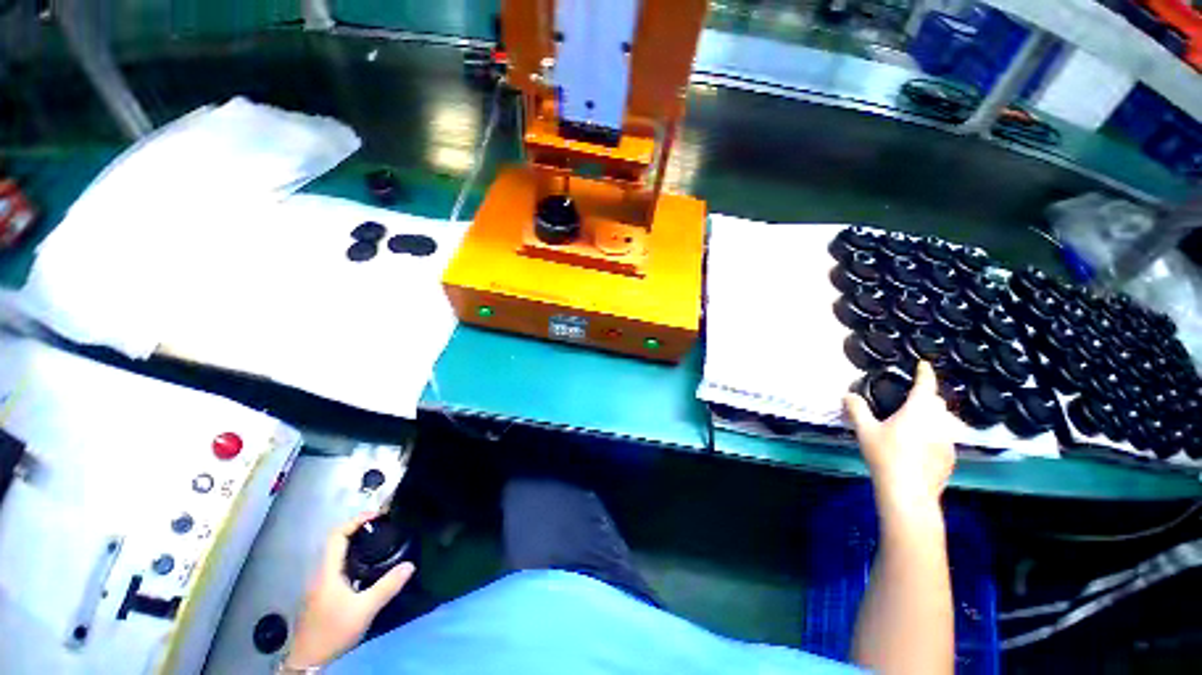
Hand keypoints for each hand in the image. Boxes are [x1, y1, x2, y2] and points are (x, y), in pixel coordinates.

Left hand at [287, 513, 415, 668]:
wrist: (309, 659)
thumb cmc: (333, 630)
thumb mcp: (364, 610)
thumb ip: (387, 586)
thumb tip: (410, 565)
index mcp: (327, 571)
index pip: (337, 535)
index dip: (355, 521)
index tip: (377, 515)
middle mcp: (321, 573)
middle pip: (336, 542)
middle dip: (358, 529)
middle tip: (383, 525)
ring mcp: (320, 584)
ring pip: (337, 555)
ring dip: (356, 543)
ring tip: (379, 541)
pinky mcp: (323, 593)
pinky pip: (338, 566)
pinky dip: (353, 557)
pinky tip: (368, 566)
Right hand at [844, 361, 956, 514]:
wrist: (909, 492)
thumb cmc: (886, 455)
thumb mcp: (865, 431)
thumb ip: (857, 409)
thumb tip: (848, 395)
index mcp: (918, 410)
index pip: (926, 385)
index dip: (925, 373)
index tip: (924, 364)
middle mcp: (939, 421)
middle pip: (937, 402)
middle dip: (927, 395)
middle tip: (911, 397)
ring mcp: (948, 440)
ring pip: (943, 420)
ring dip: (932, 415)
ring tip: (915, 422)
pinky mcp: (951, 456)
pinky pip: (944, 437)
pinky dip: (934, 433)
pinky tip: (919, 446)